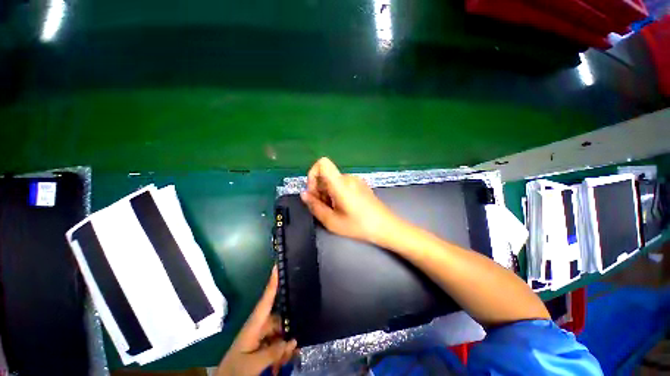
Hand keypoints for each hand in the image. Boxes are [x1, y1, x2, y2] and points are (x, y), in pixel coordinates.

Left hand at [217, 267, 296, 375]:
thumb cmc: (235, 370)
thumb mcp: (253, 363)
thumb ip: (273, 351)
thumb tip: (292, 340)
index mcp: (254, 324)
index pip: (266, 299)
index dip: (272, 283)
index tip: (277, 267)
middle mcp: (259, 326)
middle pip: (279, 320)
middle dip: (289, 330)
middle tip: (294, 347)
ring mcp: (261, 336)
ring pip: (281, 333)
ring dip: (285, 346)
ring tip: (285, 361)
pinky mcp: (262, 346)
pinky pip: (278, 343)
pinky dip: (282, 352)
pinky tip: (284, 362)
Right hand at [301, 157, 402, 245]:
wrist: (386, 226)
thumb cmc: (359, 225)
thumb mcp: (332, 221)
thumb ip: (315, 206)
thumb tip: (304, 194)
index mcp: (341, 183)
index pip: (322, 163)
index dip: (313, 174)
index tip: (313, 192)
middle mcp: (348, 177)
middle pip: (326, 175)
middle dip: (319, 190)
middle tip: (324, 208)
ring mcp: (355, 180)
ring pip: (333, 180)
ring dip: (328, 193)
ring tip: (334, 210)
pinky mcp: (360, 184)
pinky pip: (342, 184)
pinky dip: (336, 193)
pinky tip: (343, 207)